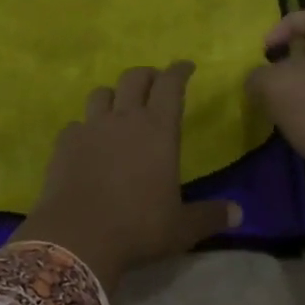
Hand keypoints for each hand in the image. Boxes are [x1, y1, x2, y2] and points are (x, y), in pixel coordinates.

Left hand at [11, 62, 239, 293]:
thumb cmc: (138, 227)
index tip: (186, 66)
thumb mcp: (181, 228)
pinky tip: (88, 142)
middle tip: (155, 82)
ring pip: (101, 93)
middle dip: (148, 75)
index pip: (170, 84)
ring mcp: (91, 127)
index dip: (179, 71)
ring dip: (114, 95)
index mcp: (158, 129)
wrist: (77, 238)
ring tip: (119, 107)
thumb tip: (240, 213)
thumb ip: (210, 216)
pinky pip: (76, 123)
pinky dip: (85, 127)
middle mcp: (124, 118)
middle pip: (134, 78)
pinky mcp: (65, 142)